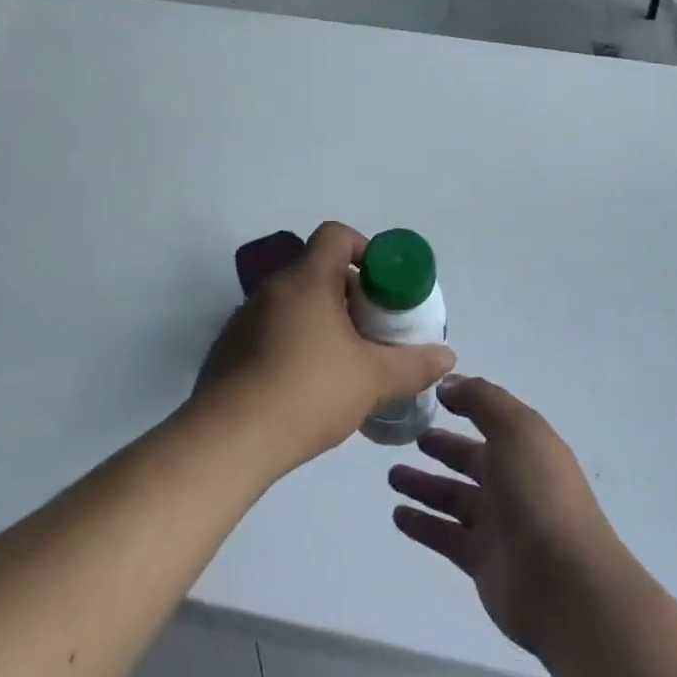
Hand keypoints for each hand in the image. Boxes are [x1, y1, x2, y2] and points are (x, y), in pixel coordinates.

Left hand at [195, 222, 454, 475]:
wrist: (228, 442)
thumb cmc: (307, 393)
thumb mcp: (372, 379)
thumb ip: (413, 364)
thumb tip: (448, 357)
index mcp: (306, 279)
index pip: (335, 234)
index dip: (363, 249)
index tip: (381, 286)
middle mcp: (273, 287)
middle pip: (317, 269)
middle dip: (348, 293)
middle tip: (370, 329)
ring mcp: (245, 317)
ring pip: (293, 301)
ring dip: (320, 319)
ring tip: (341, 361)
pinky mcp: (228, 348)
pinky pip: (270, 328)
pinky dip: (292, 341)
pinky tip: (304, 384)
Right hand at [389, 377, 620, 658]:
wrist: (565, 584)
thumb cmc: (539, 492)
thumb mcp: (514, 429)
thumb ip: (481, 400)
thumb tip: (449, 384)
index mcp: (526, 445)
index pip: (491, 418)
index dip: (466, 404)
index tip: (431, 395)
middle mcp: (513, 480)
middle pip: (470, 458)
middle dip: (442, 447)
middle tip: (409, 436)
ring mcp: (498, 523)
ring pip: (453, 497)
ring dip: (425, 485)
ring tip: (392, 475)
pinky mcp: (482, 560)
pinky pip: (445, 535)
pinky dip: (423, 524)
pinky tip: (397, 514)